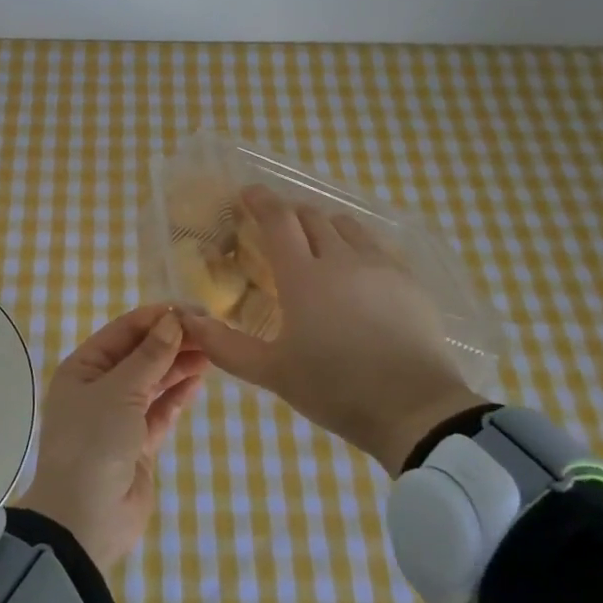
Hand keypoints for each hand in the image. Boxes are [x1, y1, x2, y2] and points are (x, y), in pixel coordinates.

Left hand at [13, 304, 207, 571]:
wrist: (85, 519)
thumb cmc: (93, 442)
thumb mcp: (119, 391)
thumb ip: (150, 356)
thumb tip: (173, 320)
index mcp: (82, 368)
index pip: (122, 331)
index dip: (155, 318)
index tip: (190, 310)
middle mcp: (98, 387)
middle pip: (140, 355)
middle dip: (171, 342)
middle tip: (209, 331)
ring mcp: (119, 416)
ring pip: (152, 382)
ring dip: (178, 366)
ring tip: (211, 350)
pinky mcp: (138, 444)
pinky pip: (160, 410)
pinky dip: (177, 395)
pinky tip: (199, 379)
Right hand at [179, 185, 480, 473]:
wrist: (415, 410)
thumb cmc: (336, 388)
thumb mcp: (273, 373)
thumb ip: (225, 346)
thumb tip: (187, 321)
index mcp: (303, 276)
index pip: (278, 219)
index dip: (260, 200)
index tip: (247, 193)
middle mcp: (340, 258)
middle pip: (312, 217)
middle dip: (291, 214)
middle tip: (279, 229)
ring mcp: (379, 266)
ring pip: (347, 227)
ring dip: (325, 227)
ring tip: (318, 246)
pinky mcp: (408, 281)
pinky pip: (377, 247)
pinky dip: (358, 246)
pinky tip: (358, 271)